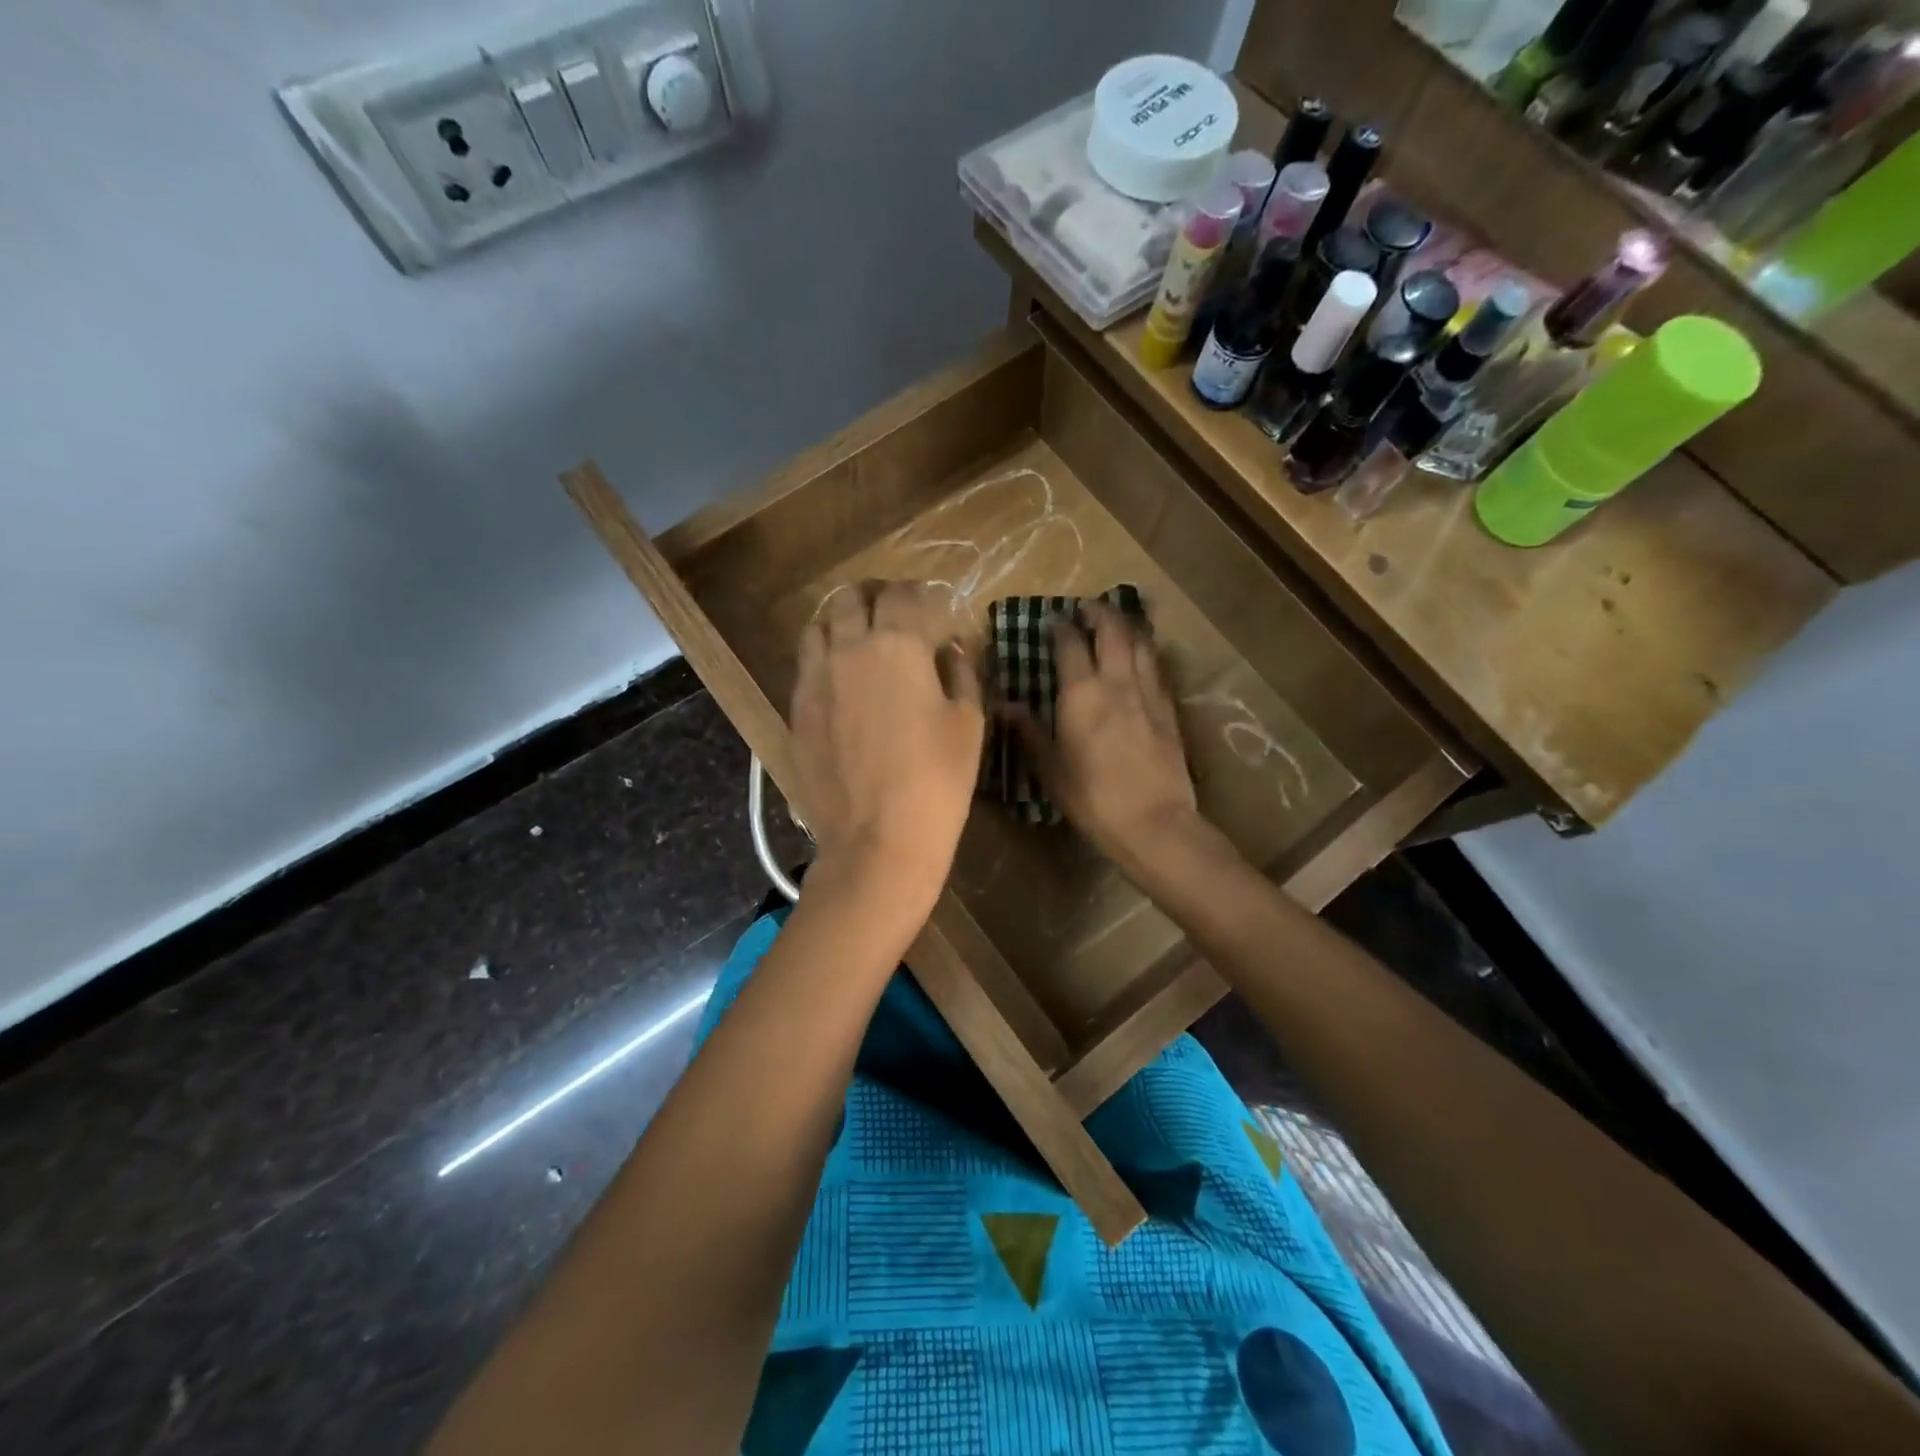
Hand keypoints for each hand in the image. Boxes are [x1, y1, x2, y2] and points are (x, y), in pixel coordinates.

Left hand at [791, 581, 983, 908]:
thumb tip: (951, 649)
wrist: (878, 839)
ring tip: (859, 642)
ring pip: (818, 626)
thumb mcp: (968, 722)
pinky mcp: (797, 709)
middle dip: (873, 597)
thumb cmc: (937, 780)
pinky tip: (840, 682)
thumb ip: (961, 673)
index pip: (902, 594)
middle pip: (850, 598)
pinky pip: (805, 665)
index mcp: (897, 645)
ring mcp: (815, 679)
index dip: (917, 593)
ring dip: (840, 623)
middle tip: (892, 615)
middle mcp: (849, 648)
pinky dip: (823, 658)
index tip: (928, 606)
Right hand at [1001, 601, 1201, 873]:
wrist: (1154, 822)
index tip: (1053, 620)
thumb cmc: (1093, 798)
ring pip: (1140, 642)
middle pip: (1112, 629)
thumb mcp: (1051, 768)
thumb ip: (1030, 731)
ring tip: (1115, 623)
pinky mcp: (1169, 709)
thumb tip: (1004, 705)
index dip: (1061, 627)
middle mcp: (1117, 681)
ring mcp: (1148, 692)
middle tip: (1086, 609)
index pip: (1070, 644)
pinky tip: (1140, 658)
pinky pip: (1156, 666)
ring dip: (1127, 626)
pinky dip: (1145, 652)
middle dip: (1099, 612)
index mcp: (1082, 693)